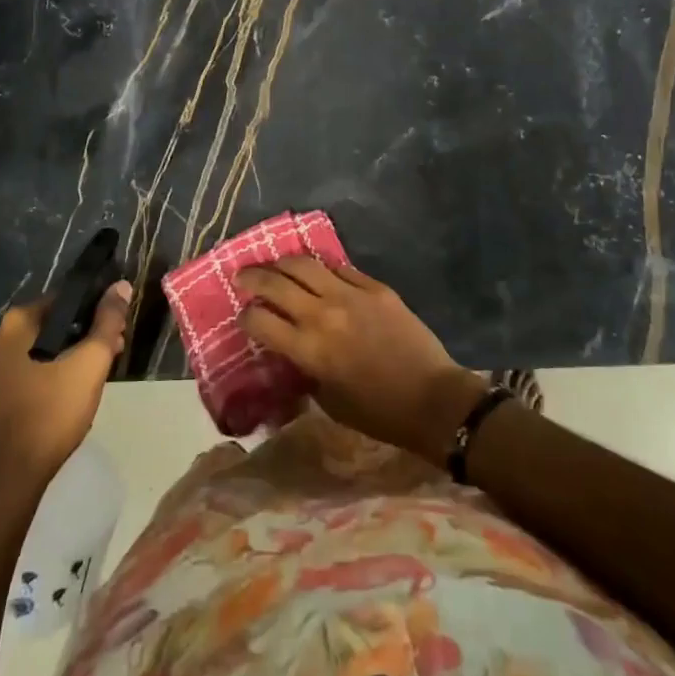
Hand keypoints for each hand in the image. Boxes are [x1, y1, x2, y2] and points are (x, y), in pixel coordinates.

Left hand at [0, 282, 130, 494]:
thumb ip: (108, 320)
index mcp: (17, 322)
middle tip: (113, 352)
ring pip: (45, 347)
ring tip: (98, 374)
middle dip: (87, 334)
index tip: (118, 329)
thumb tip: (121, 286)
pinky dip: (54, 371)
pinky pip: (33, 367)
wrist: (10, 477)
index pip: (67, 299)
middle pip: (56, 323)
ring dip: (73, 354)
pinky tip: (73, 390)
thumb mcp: (90, 362)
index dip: (98, 309)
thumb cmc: (52, 411)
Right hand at [237, 257, 486, 463]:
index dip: (246, 316)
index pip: (260, 320)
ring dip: (283, 262)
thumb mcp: (328, 400)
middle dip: (252, 277)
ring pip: (305, 263)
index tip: (244, 316)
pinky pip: (340, 267)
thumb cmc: (378, 412)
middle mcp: (323, 314)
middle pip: (275, 282)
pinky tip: (317, 270)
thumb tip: (291, 347)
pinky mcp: (376, 287)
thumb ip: (304, 368)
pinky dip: (323, 267)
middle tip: (242, 275)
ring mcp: (351, 295)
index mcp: (308, 349)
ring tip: (275, 264)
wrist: (432, 399)